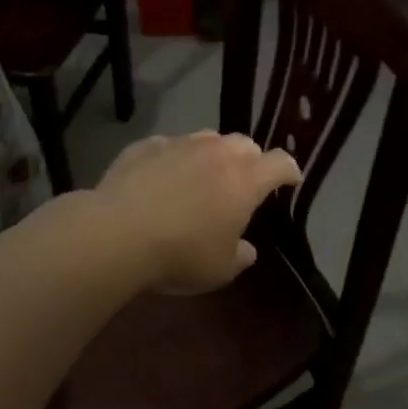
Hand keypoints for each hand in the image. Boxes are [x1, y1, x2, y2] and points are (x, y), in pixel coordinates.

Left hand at [95, 131, 301, 294]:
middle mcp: (217, 153)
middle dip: (250, 160)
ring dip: (212, 154)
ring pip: (207, 139)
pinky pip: (168, 146)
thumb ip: (240, 256)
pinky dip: (173, 158)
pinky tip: (161, 177)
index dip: (289, 171)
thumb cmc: (181, 254)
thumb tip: (246, 249)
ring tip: (202, 176)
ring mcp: (180, 144)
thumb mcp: (220, 270)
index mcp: (245, 180)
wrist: (116, 234)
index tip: (291, 180)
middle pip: (246, 144)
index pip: (280, 163)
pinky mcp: (145, 146)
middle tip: (242, 183)